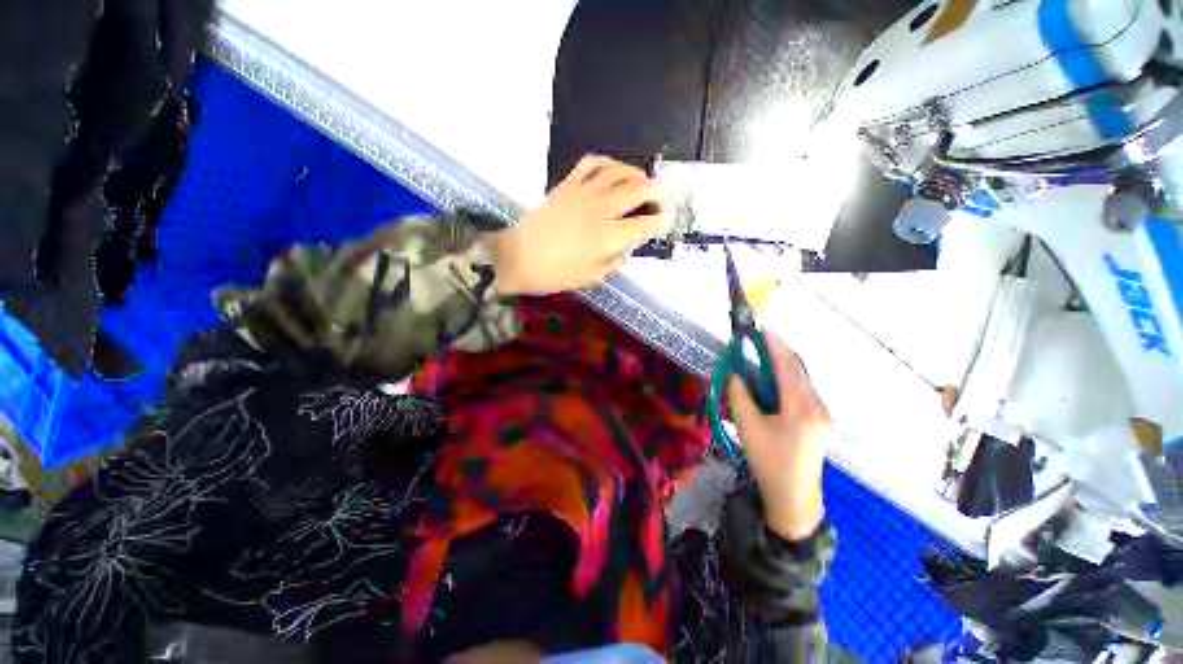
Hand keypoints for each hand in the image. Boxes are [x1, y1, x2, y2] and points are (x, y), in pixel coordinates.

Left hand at [488, 155, 675, 294]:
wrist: (518, 257)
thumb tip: (627, 246)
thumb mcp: (591, 277)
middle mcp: (601, 210)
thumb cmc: (555, 274)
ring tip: (642, 181)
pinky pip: (591, 164)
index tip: (667, 220)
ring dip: (636, 173)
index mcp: (608, 237)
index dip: (660, 221)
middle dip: (658, 190)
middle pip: (638, 190)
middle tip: (664, 195)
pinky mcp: (567, 185)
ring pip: (618, 172)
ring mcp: (583, 193)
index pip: (644, 224)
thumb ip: (615, 260)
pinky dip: (607, 163)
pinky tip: (612, 170)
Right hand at [727, 332, 830, 541]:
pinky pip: (803, 392)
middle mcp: (818, 407)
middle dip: (778, 354)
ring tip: (761, 360)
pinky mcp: (821, 421)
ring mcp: (823, 415)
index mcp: (801, 408)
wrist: (794, 497)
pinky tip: (773, 384)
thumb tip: (734, 372)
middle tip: (758, 342)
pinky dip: (787, 382)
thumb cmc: (768, 461)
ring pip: (802, 381)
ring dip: (782, 368)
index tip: (762, 329)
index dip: (774, 346)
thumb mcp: (747, 426)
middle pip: (798, 371)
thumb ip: (739, 395)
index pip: (787, 368)